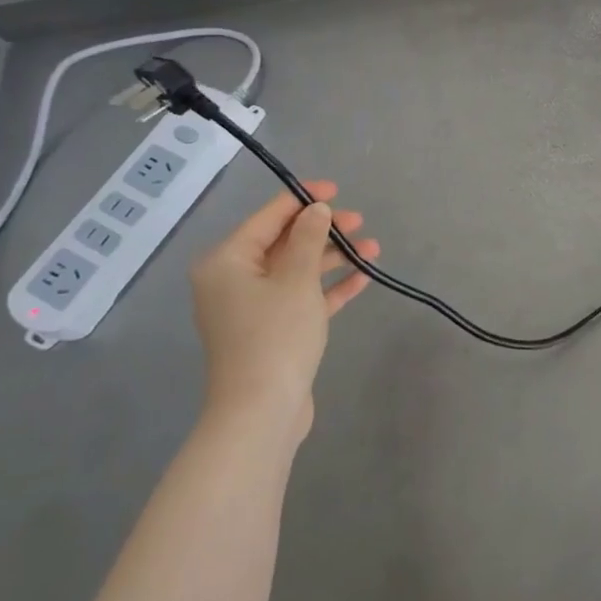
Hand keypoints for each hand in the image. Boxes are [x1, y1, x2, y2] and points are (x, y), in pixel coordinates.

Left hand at [190, 183, 378, 445]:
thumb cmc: (275, 335)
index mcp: (228, 261)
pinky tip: (363, 278)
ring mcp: (253, 308)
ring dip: (333, 258)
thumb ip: (310, 238)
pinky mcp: (272, 331)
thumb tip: (316, 209)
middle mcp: (234, 280)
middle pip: (284, 242)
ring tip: (372, 248)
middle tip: (359, 221)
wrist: (261, 412)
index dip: (303, 198)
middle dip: (324, 230)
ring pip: (297, 270)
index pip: (269, 217)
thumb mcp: (297, 278)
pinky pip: (303, 297)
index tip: (336, 189)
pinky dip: (329, 287)